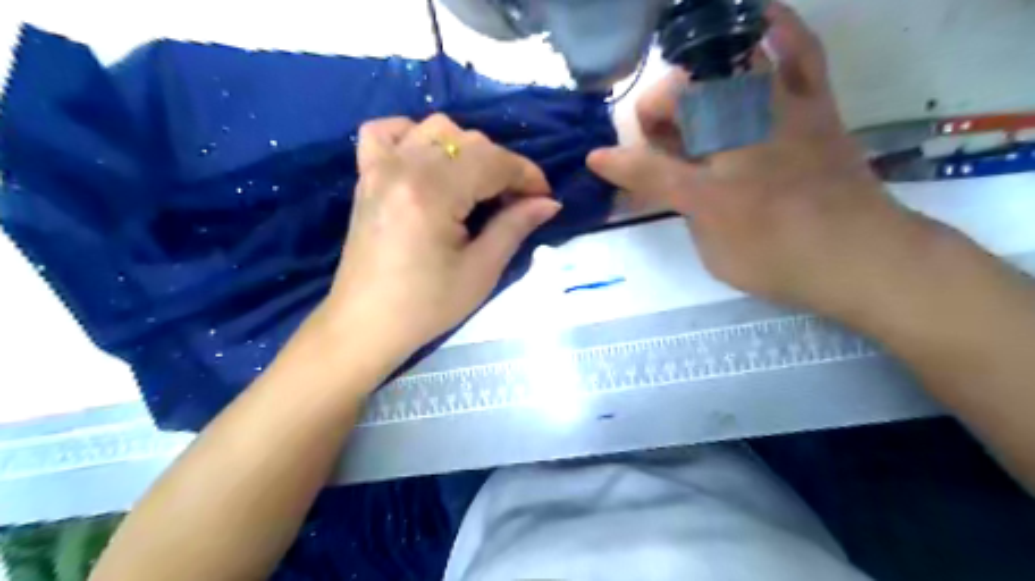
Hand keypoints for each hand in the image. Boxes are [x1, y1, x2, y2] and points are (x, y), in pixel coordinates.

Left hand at [318, 113, 561, 363]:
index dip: (527, 175)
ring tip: (476, 185)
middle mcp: (403, 166)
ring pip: (435, 128)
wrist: (366, 323)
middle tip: (515, 203)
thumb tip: (548, 202)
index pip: (493, 161)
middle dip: (502, 166)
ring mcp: (379, 167)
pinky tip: (428, 160)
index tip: (544, 197)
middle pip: (468, 140)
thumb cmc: (426, 305)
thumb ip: (515, 226)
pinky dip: (414, 136)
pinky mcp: (366, 175)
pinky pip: (388, 132)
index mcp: (432, 192)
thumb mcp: (481, 271)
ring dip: (466, 149)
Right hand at [591, 1, 930, 316]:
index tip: (596, 160)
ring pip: (720, 71)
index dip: (616, 163)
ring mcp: (776, 113)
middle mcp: (734, 140)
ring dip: (691, 81)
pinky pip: (799, 50)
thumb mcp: (712, 251)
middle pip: (676, 101)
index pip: (645, 166)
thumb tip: (667, 185)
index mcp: (705, 186)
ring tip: (688, 99)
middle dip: (654, 117)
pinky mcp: (814, 105)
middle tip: (657, 140)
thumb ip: (684, 212)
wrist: (862, 256)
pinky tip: (759, 17)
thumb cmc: (778, 261)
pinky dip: (777, 28)